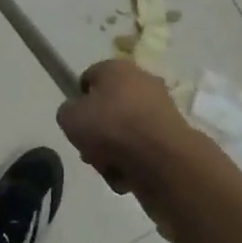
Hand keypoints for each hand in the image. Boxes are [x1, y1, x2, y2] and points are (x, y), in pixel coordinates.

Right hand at [56, 58, 200, 196]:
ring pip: (126, 130)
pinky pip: (143, 147)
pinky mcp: (173, 134)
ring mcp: (161, 108)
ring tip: (107, 167)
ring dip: (113, 149)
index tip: (75, 121)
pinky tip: (126, 174)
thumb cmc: (110, 127)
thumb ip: (68, 112)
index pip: (89, 77)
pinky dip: (133, 161)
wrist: (161, 158)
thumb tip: (78, 115)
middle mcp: (142, 81)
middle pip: (109, 107)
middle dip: (97, 131)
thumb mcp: (69, 118)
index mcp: (116, 68)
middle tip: (89, 150)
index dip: (78, 99)